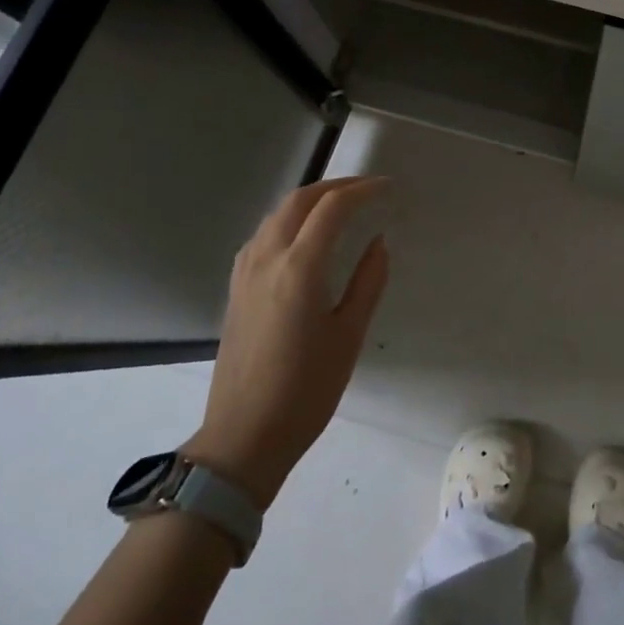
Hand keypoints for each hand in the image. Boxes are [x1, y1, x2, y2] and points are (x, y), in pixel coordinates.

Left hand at [185, 177, 390, 508]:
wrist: (243, 437)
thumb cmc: (306, 390)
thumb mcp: (349, 336)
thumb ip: (367, 282)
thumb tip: (379, 242)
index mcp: (299, 268)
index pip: (332, 208)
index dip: (363, 190)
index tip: (388, 188)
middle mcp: (267, 259)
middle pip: (299, 201)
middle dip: (335, 186)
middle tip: (367, 190)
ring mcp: (245, 273)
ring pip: (276, 215)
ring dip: (309, 200)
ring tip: (339, 207)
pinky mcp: (235, 289)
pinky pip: (262, 236)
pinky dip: (288, 221)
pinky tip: (302, 238)